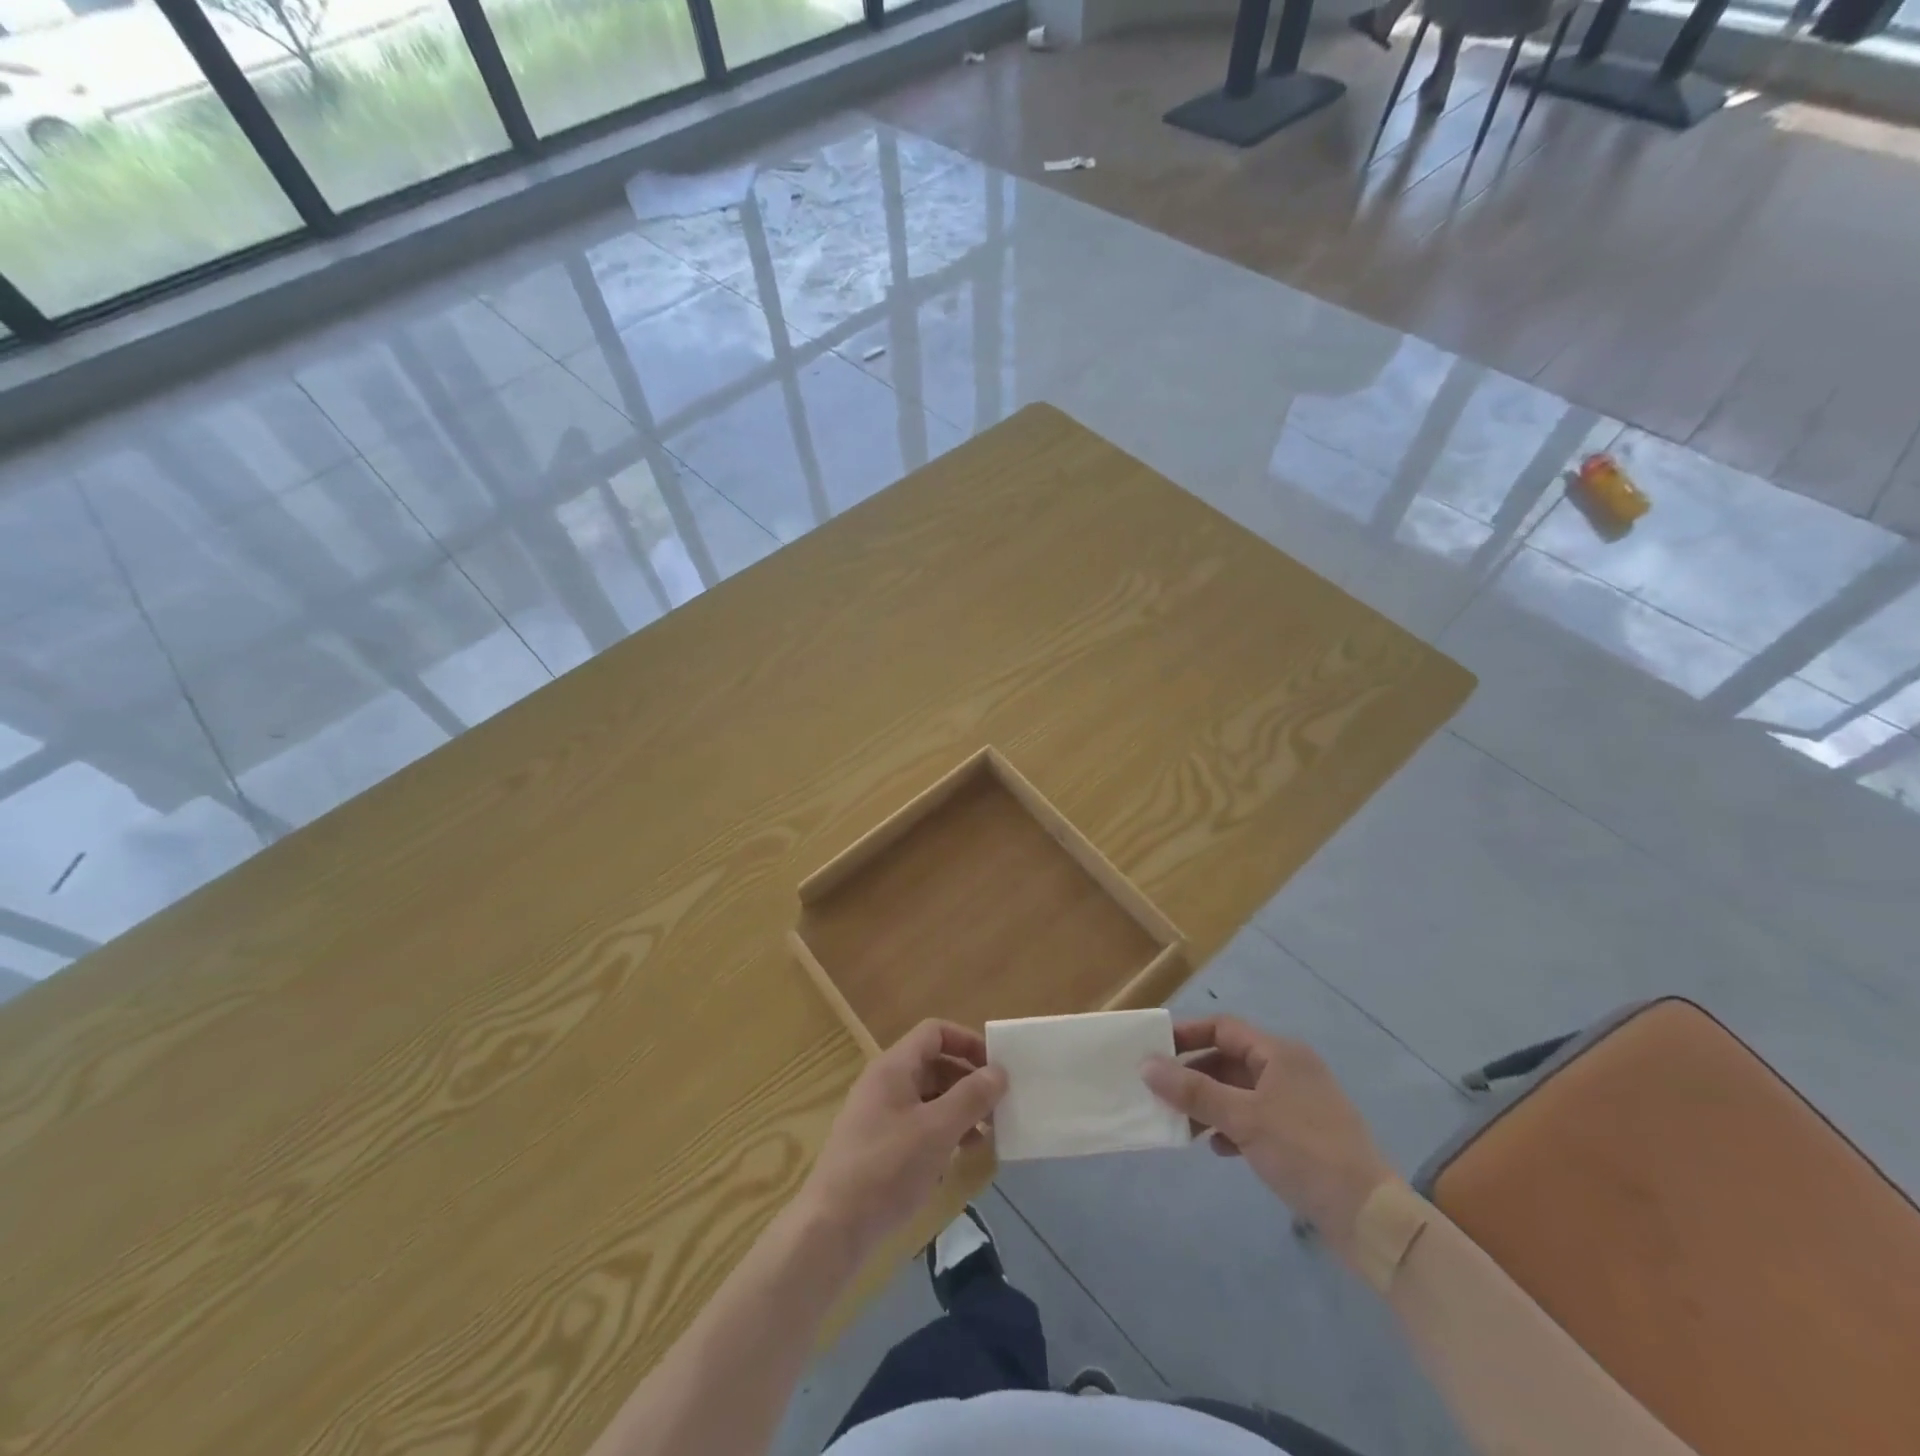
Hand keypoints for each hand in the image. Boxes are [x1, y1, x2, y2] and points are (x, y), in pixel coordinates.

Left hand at [798, 1020, 1006, 1257]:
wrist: (831, 1228)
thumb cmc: (887, 1169)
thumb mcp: (937, 1130)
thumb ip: (971, 1097)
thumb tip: (999, 1070)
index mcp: (893, 1067)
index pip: (935, 1032)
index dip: (967, 1042)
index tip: (996, 1068)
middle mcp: (884, 1083)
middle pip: (933, 1063)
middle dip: (968, 1080)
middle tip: (999, 1106)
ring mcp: (879, 1115)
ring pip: (928, 1096)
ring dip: (959, 1109)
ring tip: (987, 1134)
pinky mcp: (878, 1146)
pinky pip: (918, 1124)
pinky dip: (942, 1131)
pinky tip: (959, 1156)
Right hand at [1142, 1016, 1394, 1257]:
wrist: (1370, 1218)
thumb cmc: (1304, 1153)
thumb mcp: (1243, 1119)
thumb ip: (1193, 1091)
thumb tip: (1146, 1065)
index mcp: (1280, 1053)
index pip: (1223, 1028)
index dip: (1187, 1035)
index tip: (1154, 1050)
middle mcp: (1289, 1069)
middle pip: (1229, 1059)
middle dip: (1194, 1075)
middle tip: (1160, 1091)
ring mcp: (1298, 1103)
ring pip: (1240, 1091)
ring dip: (1209, 1103)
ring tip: (1181, 1125)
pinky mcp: (1302, 1135)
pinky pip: (1255, 1117)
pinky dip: (1232, 1126)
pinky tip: (1218, 1148)